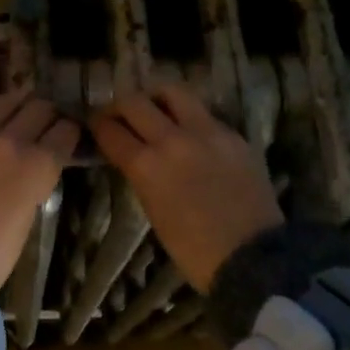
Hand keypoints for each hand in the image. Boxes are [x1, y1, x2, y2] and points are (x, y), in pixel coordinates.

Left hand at [0, 89, 78, 293]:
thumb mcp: (28, 219)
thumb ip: (36, 183)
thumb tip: (37, 167)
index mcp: (37, 166)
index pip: (65, 131)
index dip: (71, 132)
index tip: (71, 135)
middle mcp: (10, 142)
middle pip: (39, 108)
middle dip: (49, 113)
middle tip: (50, 122)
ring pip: (7, 102)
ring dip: (21, 105)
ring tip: (24, 115)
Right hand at [89, 83, 284, 291]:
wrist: (252, 258)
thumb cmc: (193, 249)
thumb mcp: (153, 210)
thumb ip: (141, 174)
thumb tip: (133, 155)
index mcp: (146, 166)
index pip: (110, 130)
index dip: (98, 125)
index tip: (97, 125)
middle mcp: (172, 140)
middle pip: (135, 102)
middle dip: (121, 106)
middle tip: (121, 114)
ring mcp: (207, 132)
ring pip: (173, 91)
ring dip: (156, 97)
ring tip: (156, 108)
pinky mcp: (234, 135)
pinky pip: (204, 113)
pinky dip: (189, 116)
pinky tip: (190, 132)